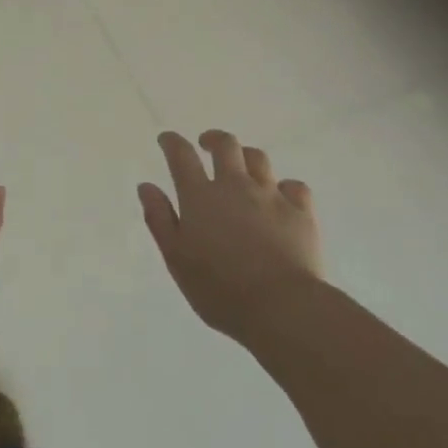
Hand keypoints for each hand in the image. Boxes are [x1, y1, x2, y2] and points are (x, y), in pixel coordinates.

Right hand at [138, 130, 322, 346]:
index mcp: (200, 196)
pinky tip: (281, 198)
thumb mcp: (176, 258)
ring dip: (246, 157)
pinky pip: (294, 186)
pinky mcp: (301, 212)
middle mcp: (235, 186)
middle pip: (226, 145)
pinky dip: (285, 187)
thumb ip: (159, 219)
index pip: (181, 155)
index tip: (166, 139)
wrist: (282, 308)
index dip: (172, 142)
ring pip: (259, 159)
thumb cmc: (220, 288)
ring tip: (242, 168)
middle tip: (207, 146)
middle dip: (213, 139)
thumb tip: (146, 186)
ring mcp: (271, 196)